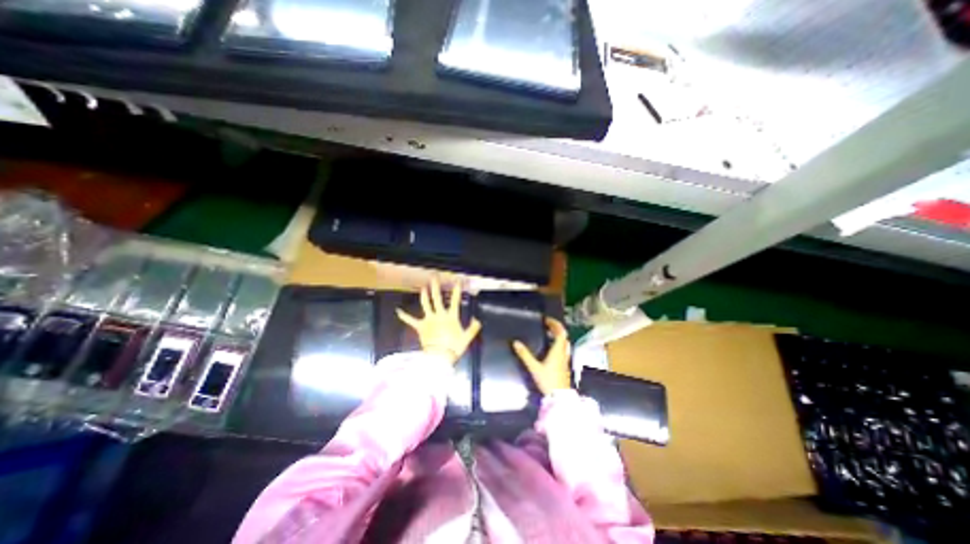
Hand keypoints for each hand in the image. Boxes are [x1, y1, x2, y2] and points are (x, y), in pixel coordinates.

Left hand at [397, 276, 481, 364]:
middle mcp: (439, 315)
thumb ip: (473, 328)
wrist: (439, 357)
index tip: (457, 282)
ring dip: (424, 295)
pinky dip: (404, 316)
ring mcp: (429, 320)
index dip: (456, 291)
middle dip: (436, 287)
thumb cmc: (454, 347)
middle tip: (434, 278)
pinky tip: (398, 311)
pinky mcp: (420, 327)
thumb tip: (477, 320)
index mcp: (451, 317)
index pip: (455, 301)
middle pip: (437, 298)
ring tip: (423, 287)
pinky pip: (411, 320)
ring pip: (426, 304)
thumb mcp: (467, 338)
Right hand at [511, 317, 568, 392]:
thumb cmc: (547, 380)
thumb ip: (525, 355)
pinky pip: (563, 349)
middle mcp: (563, 353)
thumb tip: (516, 342)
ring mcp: (565, 359)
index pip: (560, 333)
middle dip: (556, 328)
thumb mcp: (534, 367)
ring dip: (558, 336)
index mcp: (557, 350)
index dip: (555, 324)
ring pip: (564, 343)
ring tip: (549, 333)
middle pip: (563, 336)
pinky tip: (551, 347)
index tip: (547, 320)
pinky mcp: (564, 365)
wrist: (559, 397)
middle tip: (547, 325)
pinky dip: (558, 343)